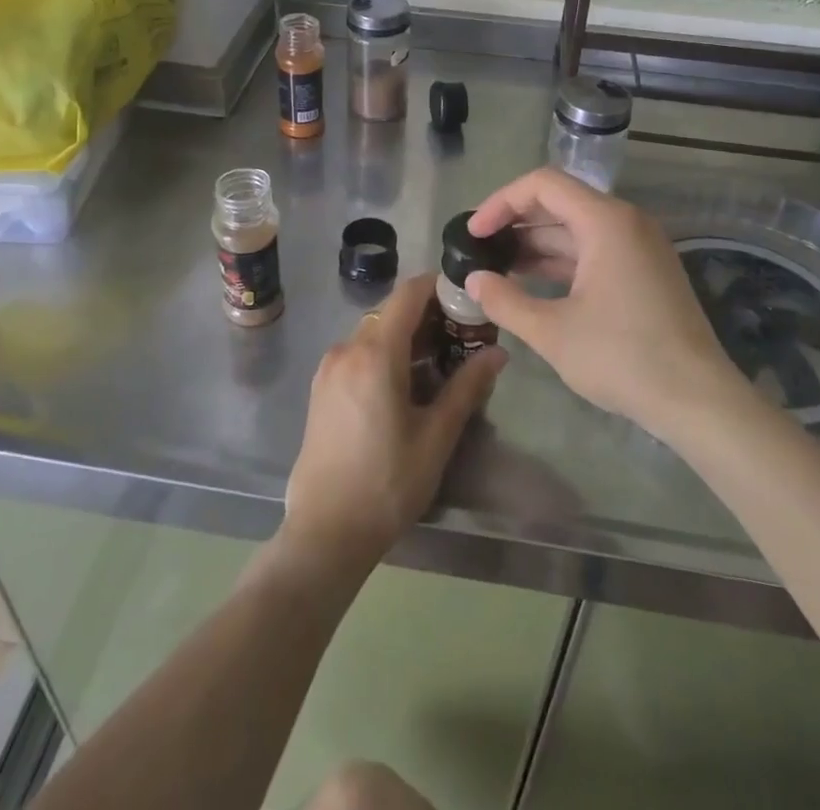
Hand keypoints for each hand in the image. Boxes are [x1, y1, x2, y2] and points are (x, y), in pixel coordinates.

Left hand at [282, 274, 505, 569]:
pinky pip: (358, 353)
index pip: (409, 294)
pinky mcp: (321, 387)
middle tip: (463, 336)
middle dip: (428, 315)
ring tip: (440, 362)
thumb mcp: (436, 436)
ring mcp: (329, 368)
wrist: (325, 532)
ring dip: (406, 336)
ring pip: (374, 332)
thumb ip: (467, 386)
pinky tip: (406, 384)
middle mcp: (347, 349)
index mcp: (375, 353)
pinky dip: (385, 353)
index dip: (439, 287)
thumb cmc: (387, 484)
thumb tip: (499, 352)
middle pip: (392, 312)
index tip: (468, 299)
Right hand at [465, 168, 742, 436]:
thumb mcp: (553, 332)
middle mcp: (626, 222)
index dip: (501, 202)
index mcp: (605, 221)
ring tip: (497, 267)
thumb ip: (505, 301)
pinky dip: (561, 261)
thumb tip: (473, 280)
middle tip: (479, 249)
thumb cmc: (623, 358)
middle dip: (515, 222)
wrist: (699, 400)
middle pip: (560, 202)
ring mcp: (639, 246)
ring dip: (536, 244)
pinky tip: (532, 283)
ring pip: (577, 229)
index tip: (474, 233)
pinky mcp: (645, 271)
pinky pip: (594, 250)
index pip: (543, 185)